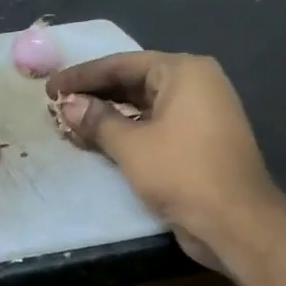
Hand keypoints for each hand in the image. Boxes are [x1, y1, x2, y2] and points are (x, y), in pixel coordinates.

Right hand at [46, 52, 282, 267]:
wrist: (236, 221)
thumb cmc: (182, 172)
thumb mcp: (131, 145)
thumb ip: (97, 120)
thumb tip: (68, 105)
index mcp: (183, 72)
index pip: (122, 64)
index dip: (82, 76)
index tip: (50, 87)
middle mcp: (196, 84)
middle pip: (134, 81)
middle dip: (95, 94)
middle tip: (57, 105)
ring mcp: (201, 112)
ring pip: (144, 105)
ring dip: (108, 115)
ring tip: (72, 123)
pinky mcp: (199, 140)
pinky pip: (155, 125)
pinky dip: (127, 130)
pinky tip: (99, 141)